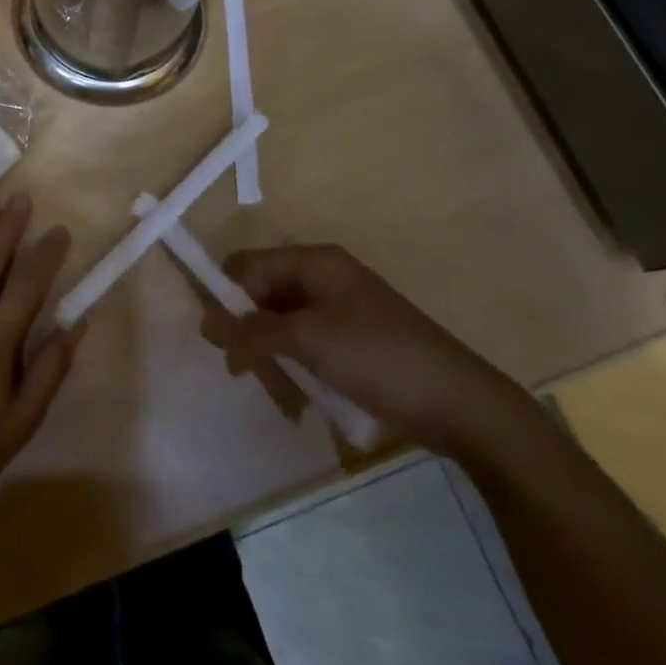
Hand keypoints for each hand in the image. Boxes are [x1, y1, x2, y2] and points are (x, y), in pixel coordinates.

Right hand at [219, 245, 530, 453]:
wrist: (460, 402)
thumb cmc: (377, 358)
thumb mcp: (307, 341)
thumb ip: (252, 330)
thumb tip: (205, 322)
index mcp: (315, 262)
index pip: (249, 265)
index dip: (226, 297)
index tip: (217, 339)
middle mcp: (325, 276)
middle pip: (265, 295)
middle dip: (250, 334)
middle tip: (245, 374)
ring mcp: (342, 309)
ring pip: (284, 325)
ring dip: (273, 358)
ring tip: (280, 396)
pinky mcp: (355, 340)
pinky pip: (308, 344)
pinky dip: (297, 367)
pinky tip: (300, 400)